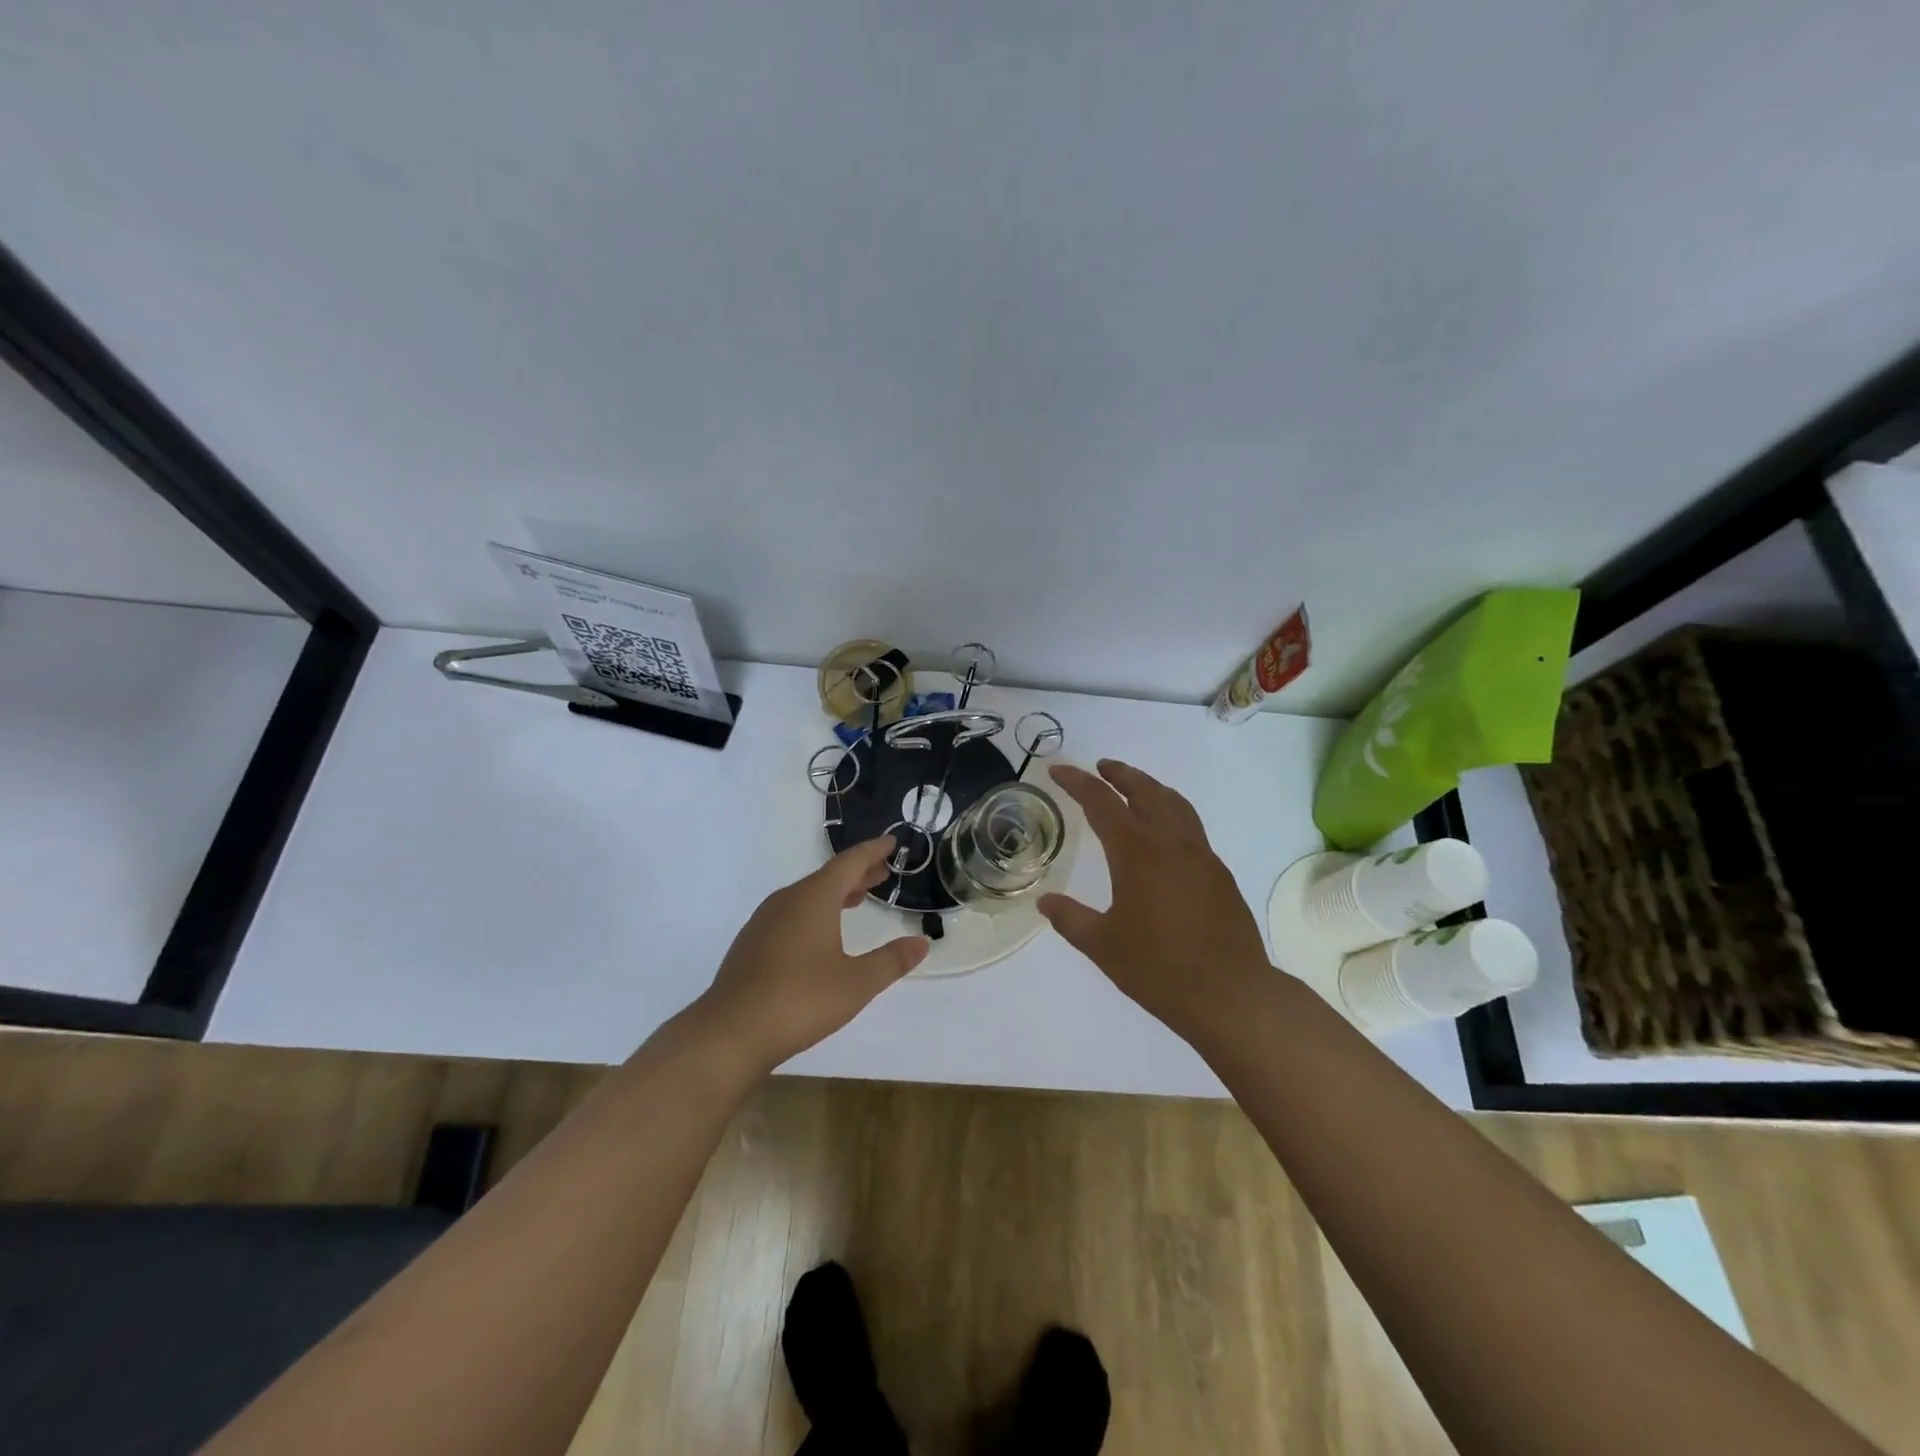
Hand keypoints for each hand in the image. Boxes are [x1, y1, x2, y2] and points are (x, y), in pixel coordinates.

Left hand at [698, 836, 930, 1072]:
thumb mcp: (856, 984)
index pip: (849, 863)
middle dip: (857, 872)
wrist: (730, 1032)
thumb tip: (921, 943)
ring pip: (807, 895)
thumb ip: (890, 961)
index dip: (872, 851)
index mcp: (814, 898)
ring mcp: (765, 921)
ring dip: (836, 892)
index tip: (891, 842)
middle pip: (828, 876)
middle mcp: (787, 900)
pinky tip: (821, 932)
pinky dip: (815, 910)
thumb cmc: (800, 1000)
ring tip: (858, 897)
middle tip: (883, 872)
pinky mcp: (752, 943)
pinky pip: (791, 912)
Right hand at [1039, 760, 1270, 1035]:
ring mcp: (1201, 856)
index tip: (1059, 770)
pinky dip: (1171, 812)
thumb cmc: (1159, 969)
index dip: (1077, 783)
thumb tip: (1045, 902)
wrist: (1231, 994)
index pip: (1102, 804)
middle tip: (1100, 767)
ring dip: (1150, 788)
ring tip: (1134, 788)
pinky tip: (1164, 834)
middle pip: (1145, 791)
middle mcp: (1171, 844)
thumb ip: (1071, 919)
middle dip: (1120, 774)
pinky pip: (1191, 827)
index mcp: (1137, 854)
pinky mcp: (1219, 874)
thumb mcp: (1103, 946)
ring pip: (1175, 804)